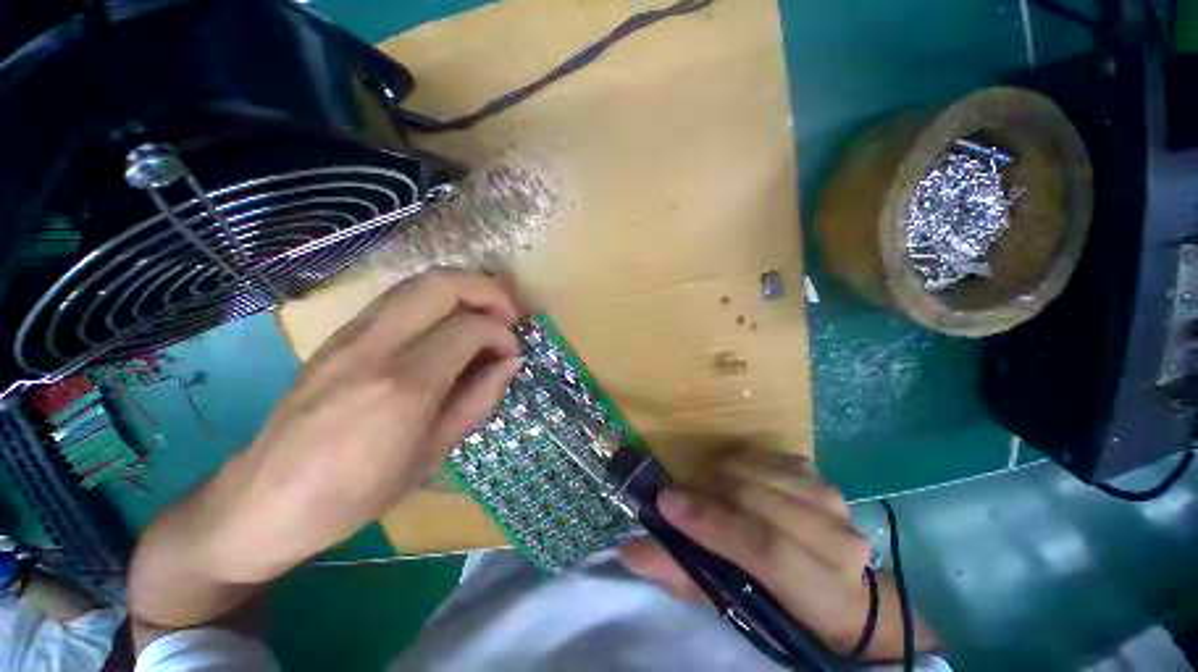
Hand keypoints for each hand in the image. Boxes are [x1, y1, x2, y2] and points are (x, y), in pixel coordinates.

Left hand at [209, 269, 521, 579]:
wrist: (261, 502)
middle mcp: (376, 347)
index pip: (470, 328)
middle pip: (442, 283)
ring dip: (463, 290)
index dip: (502, 335)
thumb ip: (478, 399)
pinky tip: (446, 329)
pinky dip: (436, 300)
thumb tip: (509, 362)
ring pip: (419, 281)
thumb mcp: (433, 455)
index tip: (511, 355)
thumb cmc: (356, 494)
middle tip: (507, 317)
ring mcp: (350, 335)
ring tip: (483, 317)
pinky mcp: (337, 335)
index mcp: (404, 387)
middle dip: (488, 291)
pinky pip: (398, 298)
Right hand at [620, 450, 933, 659]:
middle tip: (672, 494)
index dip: (712, 522)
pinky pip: (764, 455)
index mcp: (826, 593)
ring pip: (759, 470)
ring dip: (716, 472)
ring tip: (695, 486)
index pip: (767, 550)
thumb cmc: (784, 609)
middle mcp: (837, 539)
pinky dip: (734, 461)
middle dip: (705, 491)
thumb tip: (632, 550)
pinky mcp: (817, 474)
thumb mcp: (735, 608)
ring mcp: (830, 498)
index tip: (666, 504)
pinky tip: (722, 474)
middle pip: (760, 499)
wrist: (841, 590)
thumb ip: (685, 576)